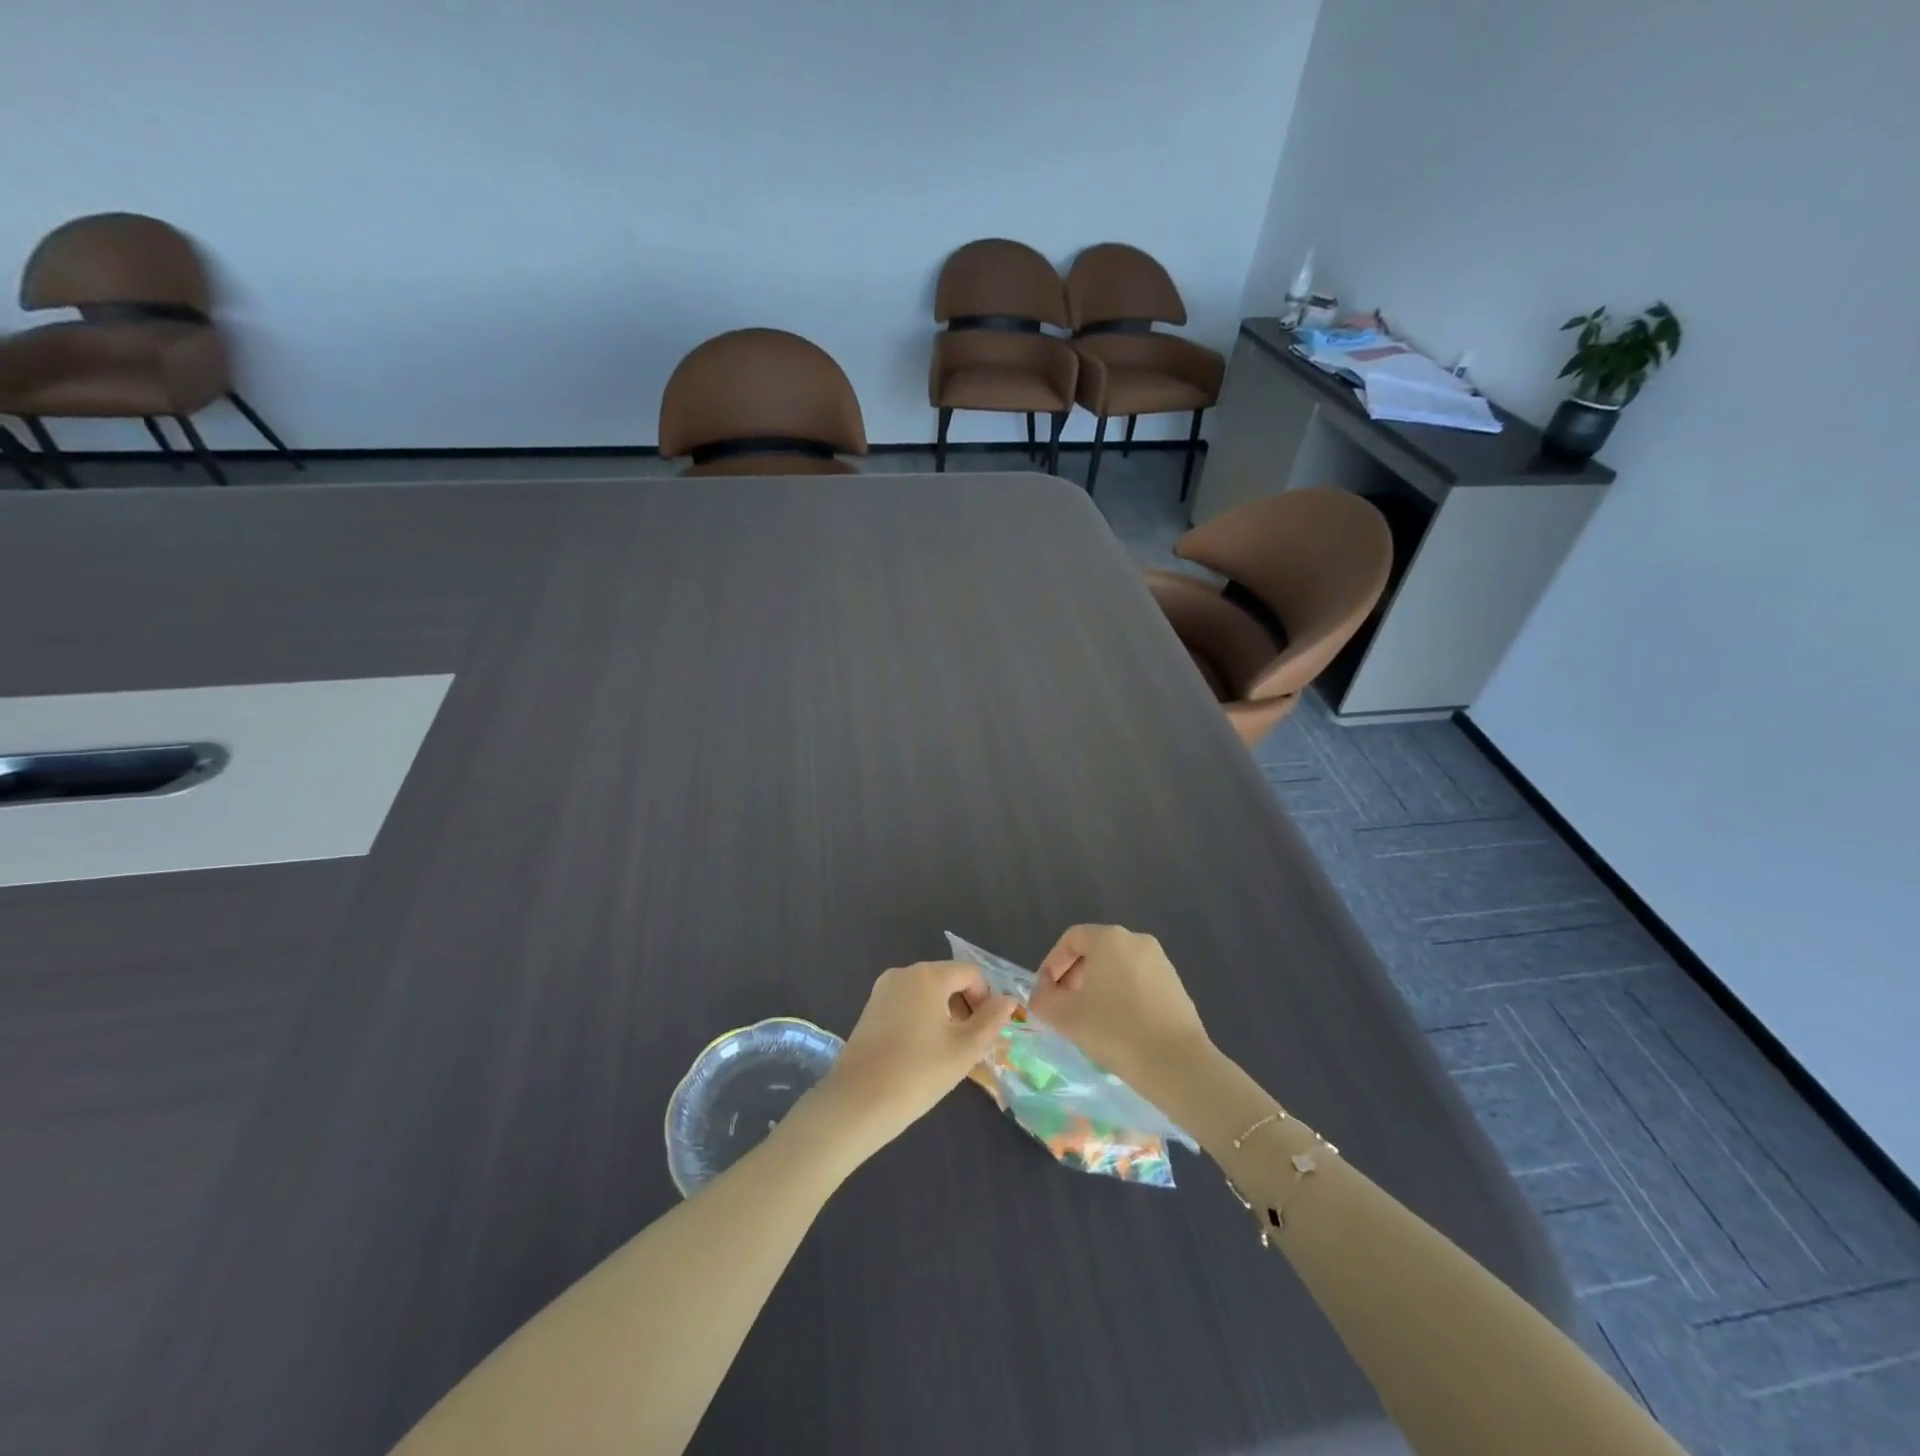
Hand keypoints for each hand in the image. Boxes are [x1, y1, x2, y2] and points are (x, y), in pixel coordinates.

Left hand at [808, 961, 1016, 1157]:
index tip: (986, 1033)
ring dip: (945, 1016)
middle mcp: (903, 973)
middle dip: (965, 1008)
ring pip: (927, 994)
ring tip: (946, 1054)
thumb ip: (991, 1020)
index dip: (986, 999)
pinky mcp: (870, 1010)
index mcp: (927, 976)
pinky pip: (907, 1005)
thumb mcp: (964, 1050)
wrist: (856, 1104)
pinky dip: (922, 1021)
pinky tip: (921, 1055)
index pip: (970, 973)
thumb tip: (1008, 1000)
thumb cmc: (917, 1073)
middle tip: (969, 1047)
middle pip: (948, 980)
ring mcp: (882, 991)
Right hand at [1029, 925, 1211, 1088]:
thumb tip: (1042, 995)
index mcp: (1109, 938)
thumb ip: (1043, 1000)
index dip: (1052, 964)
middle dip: (1074, 977)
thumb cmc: (1114, 1030)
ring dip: (1098, 988)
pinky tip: (1118, 1028)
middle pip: (1095, 951)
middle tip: (1064, 1007)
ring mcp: (1161, 962)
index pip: (1071, 939)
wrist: (1176, 1064)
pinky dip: (1122, 997)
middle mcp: (1137, 940)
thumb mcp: (1065, 1017)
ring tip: (1090, 1020)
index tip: (1046, 994)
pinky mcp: (1176, 985)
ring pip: (1117, 967)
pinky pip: (1138, 982)